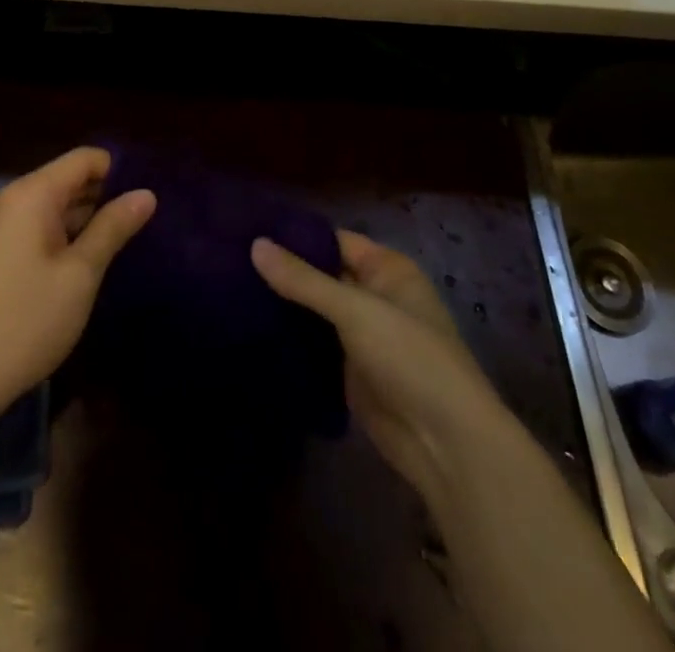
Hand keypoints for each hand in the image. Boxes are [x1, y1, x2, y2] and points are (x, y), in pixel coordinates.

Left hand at [0, 147, 154, 416]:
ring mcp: (1, 228)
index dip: (119, 170)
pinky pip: (40, 229)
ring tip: (130, 240)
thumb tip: (146, 193)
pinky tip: (91, 263)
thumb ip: (113, 228)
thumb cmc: (25, 320)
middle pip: (69, 180)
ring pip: (56, 207)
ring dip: (88, 220)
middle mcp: (13, 200)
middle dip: (107, 196)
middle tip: (148, 221)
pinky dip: (67, 238)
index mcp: (32, 194)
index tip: (149, 195)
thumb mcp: (80, 273)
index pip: (85, 158)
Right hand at [252, 230, 502, 502]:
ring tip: (229, 288)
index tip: (247, 228)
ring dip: (282, 306)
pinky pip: (314, 346)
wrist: (446, 445)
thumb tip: (255, 244)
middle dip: (283, 271)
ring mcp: (361, 336)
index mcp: (386, 269)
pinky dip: (289, 339)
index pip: (332, 240)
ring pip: (314, 312)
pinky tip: (249, 329)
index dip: (294, 235)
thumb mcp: (356, 310)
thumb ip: (304, 280)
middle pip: (321, 275)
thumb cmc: (410, 358)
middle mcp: (374, 296)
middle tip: (229, 260)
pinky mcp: (349, 373)